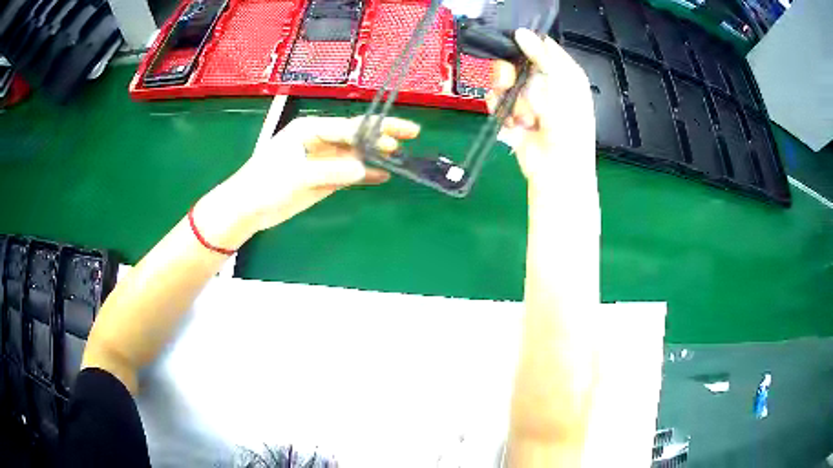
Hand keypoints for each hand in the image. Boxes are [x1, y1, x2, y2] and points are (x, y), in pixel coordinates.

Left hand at [208, 115, 419, 235]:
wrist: (248, 208)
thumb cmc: (265, 183)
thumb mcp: (297, 175)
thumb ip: (331, 170)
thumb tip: (365, 168)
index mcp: (311, 129)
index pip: (347, 127)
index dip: (373, 131)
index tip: (395, 137)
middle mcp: (320, 141)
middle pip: (356, 135)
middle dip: (382, 135)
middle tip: (411, 134)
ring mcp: (323, 160)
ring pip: (356, 154)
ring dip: (377, 155)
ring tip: (402, 155)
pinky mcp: (324, 178)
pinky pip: (349, 173)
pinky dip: (365, 174)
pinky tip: (383, 175)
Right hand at [488, 29, 595, 192]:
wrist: (557, 167)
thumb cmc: (570, 125)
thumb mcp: (564, 84)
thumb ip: (544, 56)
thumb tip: (522, 33)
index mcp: (562, 73)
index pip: (541, 47)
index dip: (526, 42)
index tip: (514, 42)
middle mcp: (543, 83)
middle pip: (515, 60)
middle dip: (510, 71)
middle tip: (511, 79)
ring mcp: (525, 99)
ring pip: (502, 80)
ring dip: (508, 96)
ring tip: (523, 114)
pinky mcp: (509, 115)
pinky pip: (494, 100)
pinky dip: (500, 110)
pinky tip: (513, 123)